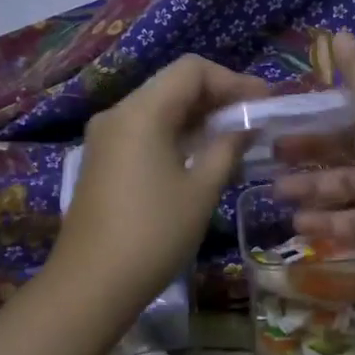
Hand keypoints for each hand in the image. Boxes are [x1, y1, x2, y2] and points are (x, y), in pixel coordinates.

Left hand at [49, 54, 268, 312]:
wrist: (91, 284)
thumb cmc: (154, 234)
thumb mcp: (201, 190)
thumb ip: (227, 148)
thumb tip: (245, 127)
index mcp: (142, 111)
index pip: (191, 70)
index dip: (232, 80)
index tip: (263, 103)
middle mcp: (118, 114)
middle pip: (173, 85)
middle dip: (216, 98)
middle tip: (253, 122)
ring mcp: (105, 138)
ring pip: (158, 109)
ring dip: (197, 119)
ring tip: (234, 142)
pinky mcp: (102, 161)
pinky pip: (144, 132)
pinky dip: (175, 135)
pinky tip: (200, 159)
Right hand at [277, 33, 354, 279]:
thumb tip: (339, 32)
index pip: (348, 108)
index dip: (314, 112)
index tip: (279, 115)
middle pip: (339, 148)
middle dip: (304, 151)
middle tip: (268, 155)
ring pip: (340, 186)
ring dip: (308, 188)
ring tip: (274, 192)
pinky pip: (349, 223)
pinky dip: (324, 223)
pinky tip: (296, 223)